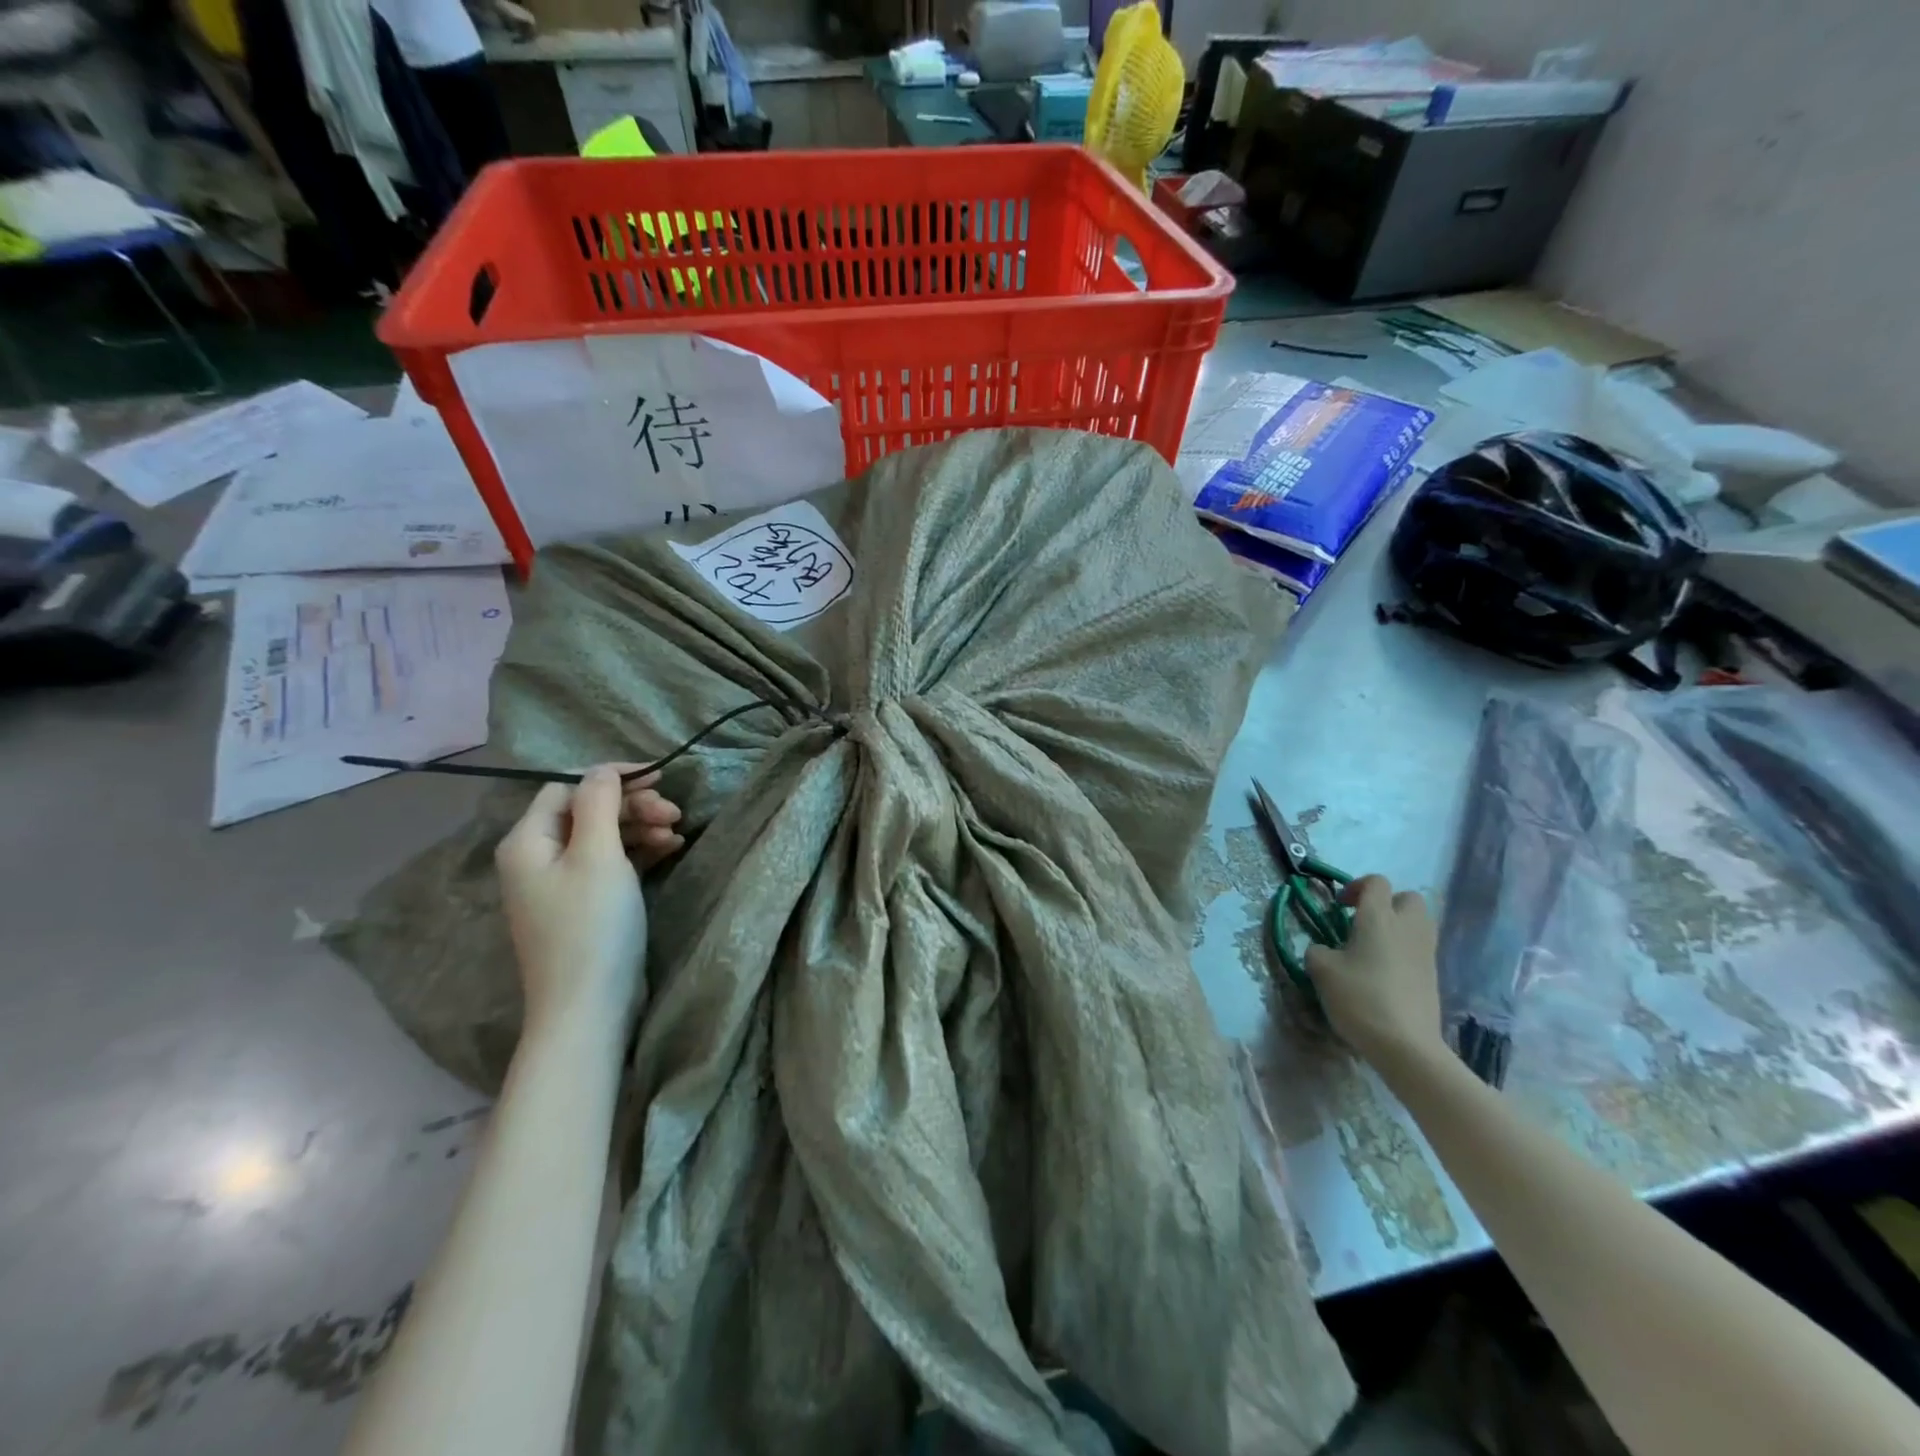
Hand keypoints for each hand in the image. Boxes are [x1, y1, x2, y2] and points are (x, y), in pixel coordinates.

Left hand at [494, 765, 681, 1034]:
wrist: (588, 1008)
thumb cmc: (591, 926)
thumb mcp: (598, 855)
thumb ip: (599, 803)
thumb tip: (602, 769)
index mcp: (528, 841)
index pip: (567, 788)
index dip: (611, 778)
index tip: (658, 777)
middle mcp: (537, 858)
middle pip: (587, 812)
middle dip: (632, 806)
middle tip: (674, 811)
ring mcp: (560, 885)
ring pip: (603, 837)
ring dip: (641, 828)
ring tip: (678, 832)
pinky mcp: (584, 906)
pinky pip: (611, 864)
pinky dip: (640, 852)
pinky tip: (671, 849)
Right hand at [1303, 875, 1441, 1067]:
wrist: (1405, 1044)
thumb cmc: (1359, 997)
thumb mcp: (1321, 970)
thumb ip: (1317, 950)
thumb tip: (1325, 950)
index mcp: (1378, 918)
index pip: (1376, 882)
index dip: (1355, 887)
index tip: (1339, 907)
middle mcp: (1407, 927)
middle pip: (1407, 897)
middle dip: (1386, 903)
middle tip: (1362, 922)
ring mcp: (1425, 952)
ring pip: (1418, 922)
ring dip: (1397, 925)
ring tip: (1372, 946)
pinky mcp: (1433, 975)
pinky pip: (1419, 947)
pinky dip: (1404, 949)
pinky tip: (1383, 972)